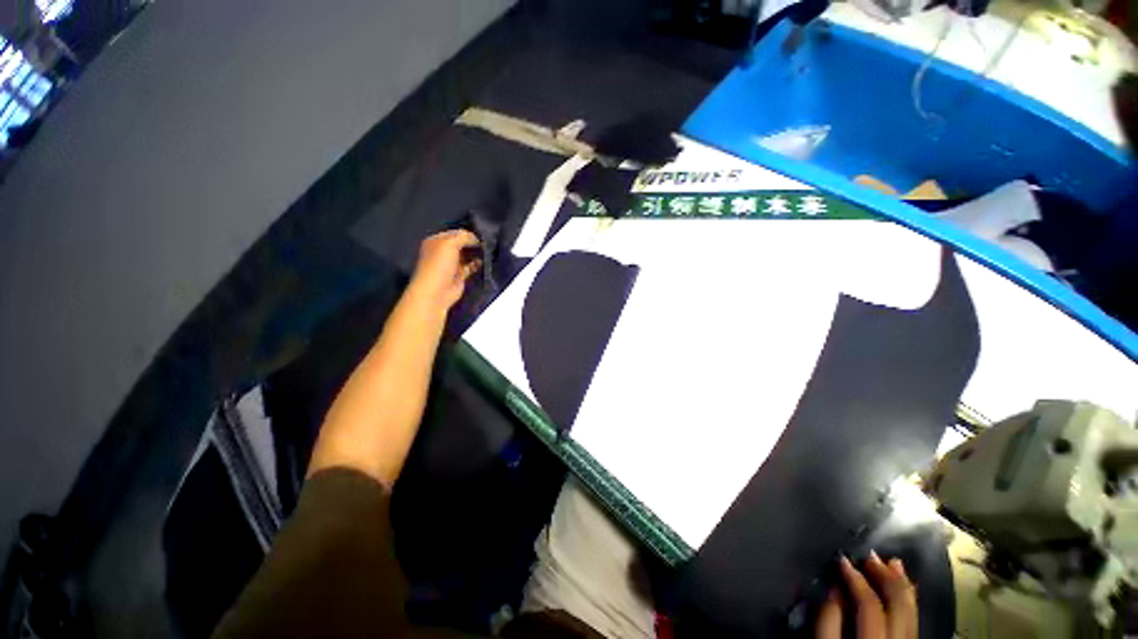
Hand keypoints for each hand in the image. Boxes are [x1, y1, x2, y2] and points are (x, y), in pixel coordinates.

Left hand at [408, 229, 481, 310]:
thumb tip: (476, 239)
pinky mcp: (460, 275)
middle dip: (473, 243)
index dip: (467, 233)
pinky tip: (484, 262)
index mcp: (436, 241)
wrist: (436, 292)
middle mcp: (443, 252)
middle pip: (462, 244)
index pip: (455, 233)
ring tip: (487, 252)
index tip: (481, 235)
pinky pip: (471, 267)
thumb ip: (464, 237)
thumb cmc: (439, 264)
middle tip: (487, 243)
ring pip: (467, 255)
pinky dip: (478, 264)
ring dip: (477, 253)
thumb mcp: (450, 244)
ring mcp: (452, 264)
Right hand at [816, 553, 916, 638]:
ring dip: (902, 585)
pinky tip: (907, 585)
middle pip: (897, 607)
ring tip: (892, 562)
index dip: (855, 580)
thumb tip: (836, 587)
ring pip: (913, 613)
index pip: (869, 607)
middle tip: (868, 556)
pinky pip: (917, 621)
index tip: (841, 560)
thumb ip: (828, 622)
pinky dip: (911, 600)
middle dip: (884, 577)